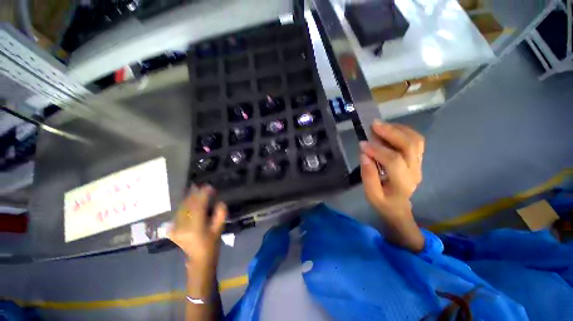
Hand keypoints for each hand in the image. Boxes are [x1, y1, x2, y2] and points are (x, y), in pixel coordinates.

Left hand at [169, 186, 226, 267]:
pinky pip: (177, 214)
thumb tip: (218, 201)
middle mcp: (182, 227)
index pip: (198, 206)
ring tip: (193, 189)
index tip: (208, 187)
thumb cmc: (212, 243)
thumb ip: (220, 213)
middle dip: (194, 194)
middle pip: (188, 206)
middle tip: (199, 185)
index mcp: (195, 227)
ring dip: (187, 199)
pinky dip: (182, 206)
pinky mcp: (172, 230)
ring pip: (181, 209)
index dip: (203, 195)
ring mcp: (175, 229)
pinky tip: (186, 201)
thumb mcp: (220, 228)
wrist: (199, 259)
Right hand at [359, 120, 424, 251]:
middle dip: (391, 133)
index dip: (377, 150)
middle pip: (409, 146)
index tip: (362, 144)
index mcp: (402, 183)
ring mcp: (419, 164)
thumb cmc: (383, 202)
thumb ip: (367, 175)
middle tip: (374, 124)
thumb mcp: (371, 194)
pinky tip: (391, 129)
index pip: (393, 161)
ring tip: (381, 125)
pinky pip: (416, 141)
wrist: (398, 207)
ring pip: (416, 141)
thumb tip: (364, 154)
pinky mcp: (418, 160)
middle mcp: (414, 172)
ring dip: (399, 129)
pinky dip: (404, 131)